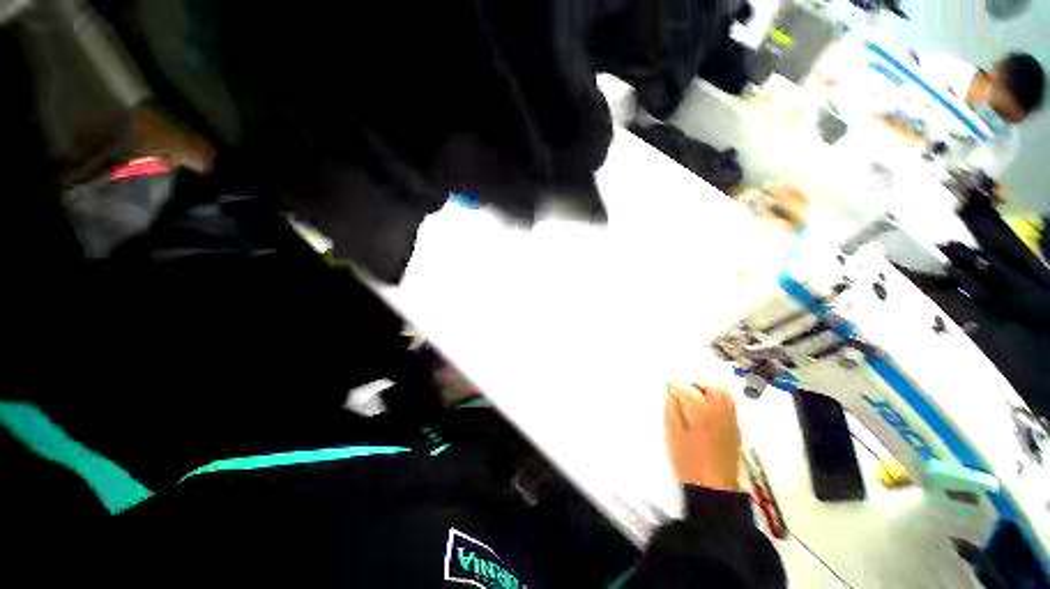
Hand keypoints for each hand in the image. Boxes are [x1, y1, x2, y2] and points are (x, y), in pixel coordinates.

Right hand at [665, 383, 741, 491]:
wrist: (712, 488)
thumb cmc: (687, 460)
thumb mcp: (672, 433)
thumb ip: (671, 409)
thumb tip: (670, 391)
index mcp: (701, 411)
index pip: (687, 388)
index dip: (676, 385)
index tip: (668, 386)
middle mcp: (720, 412)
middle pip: (713, 388)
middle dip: (697, 385)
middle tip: (683, 390)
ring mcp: (730, 421)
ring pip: (725, 396)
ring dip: (710, 391)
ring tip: (696, 398)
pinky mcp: (735, 431)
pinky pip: (730, 407)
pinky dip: (719, 402)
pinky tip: (708, 411)